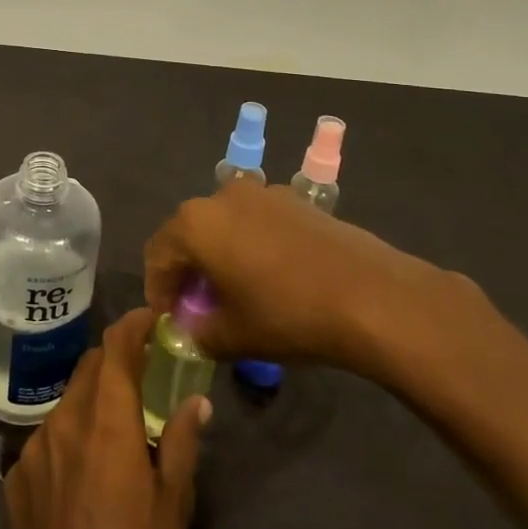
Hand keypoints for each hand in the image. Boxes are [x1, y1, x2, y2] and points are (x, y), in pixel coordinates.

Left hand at [0, 311, 208, 528]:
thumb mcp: (172, 508)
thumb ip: (180, 444)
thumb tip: (196, 403)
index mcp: (106, 422)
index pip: (115, 347)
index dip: (134, 324)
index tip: (153, 318)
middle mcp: (64, 421)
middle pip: (90, 368)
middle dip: (117, 359)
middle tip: (145, 373)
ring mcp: (34, 448)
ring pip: (68, 401)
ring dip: (94, 399)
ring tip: (118, 426)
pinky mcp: (15, 476)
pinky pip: (48, 437)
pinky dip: (71, 435)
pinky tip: (85, 471)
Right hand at [143, 179, 487, 388]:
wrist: (370, 295)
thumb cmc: (288, 314)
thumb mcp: (233, 336)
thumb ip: (199, 334)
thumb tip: (191, 332)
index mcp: (195, 223)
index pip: (157, 254)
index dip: (158, 289)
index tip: (169, 320)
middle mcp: (221, 196)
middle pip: (188, 233)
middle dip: (188, 270)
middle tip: (198, 307)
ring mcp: (261, 192)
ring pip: (223, 224)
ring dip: (219, 255)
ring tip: (234, 292)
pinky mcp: (294, 200)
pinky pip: (255, 221)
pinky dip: (249, 244)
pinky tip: (270, 277)